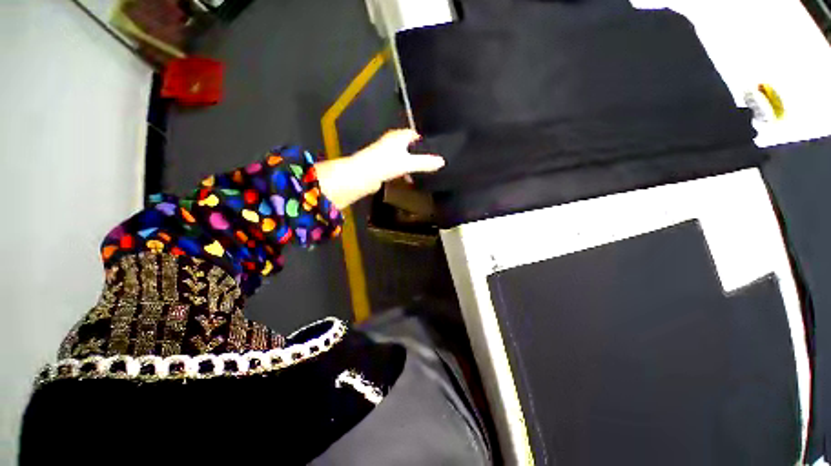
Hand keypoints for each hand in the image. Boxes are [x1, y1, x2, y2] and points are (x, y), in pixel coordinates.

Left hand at [315, 129, 444, 209]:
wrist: (362, 175)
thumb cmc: (385, 164)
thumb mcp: (408, 163)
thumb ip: (425, 162)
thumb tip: (443, 162)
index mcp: (398, 137)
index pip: (413, 134)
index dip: (423, 141)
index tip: (433, 149)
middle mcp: (391, 142)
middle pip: (408, 146)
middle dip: (418, 153)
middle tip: (430, 162)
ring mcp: (385, 154)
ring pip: (402, 157)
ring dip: (410, 163)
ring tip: (422, 171)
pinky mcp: (381, 166)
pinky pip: (396, 166)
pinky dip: (403, 171)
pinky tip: (408, 179)